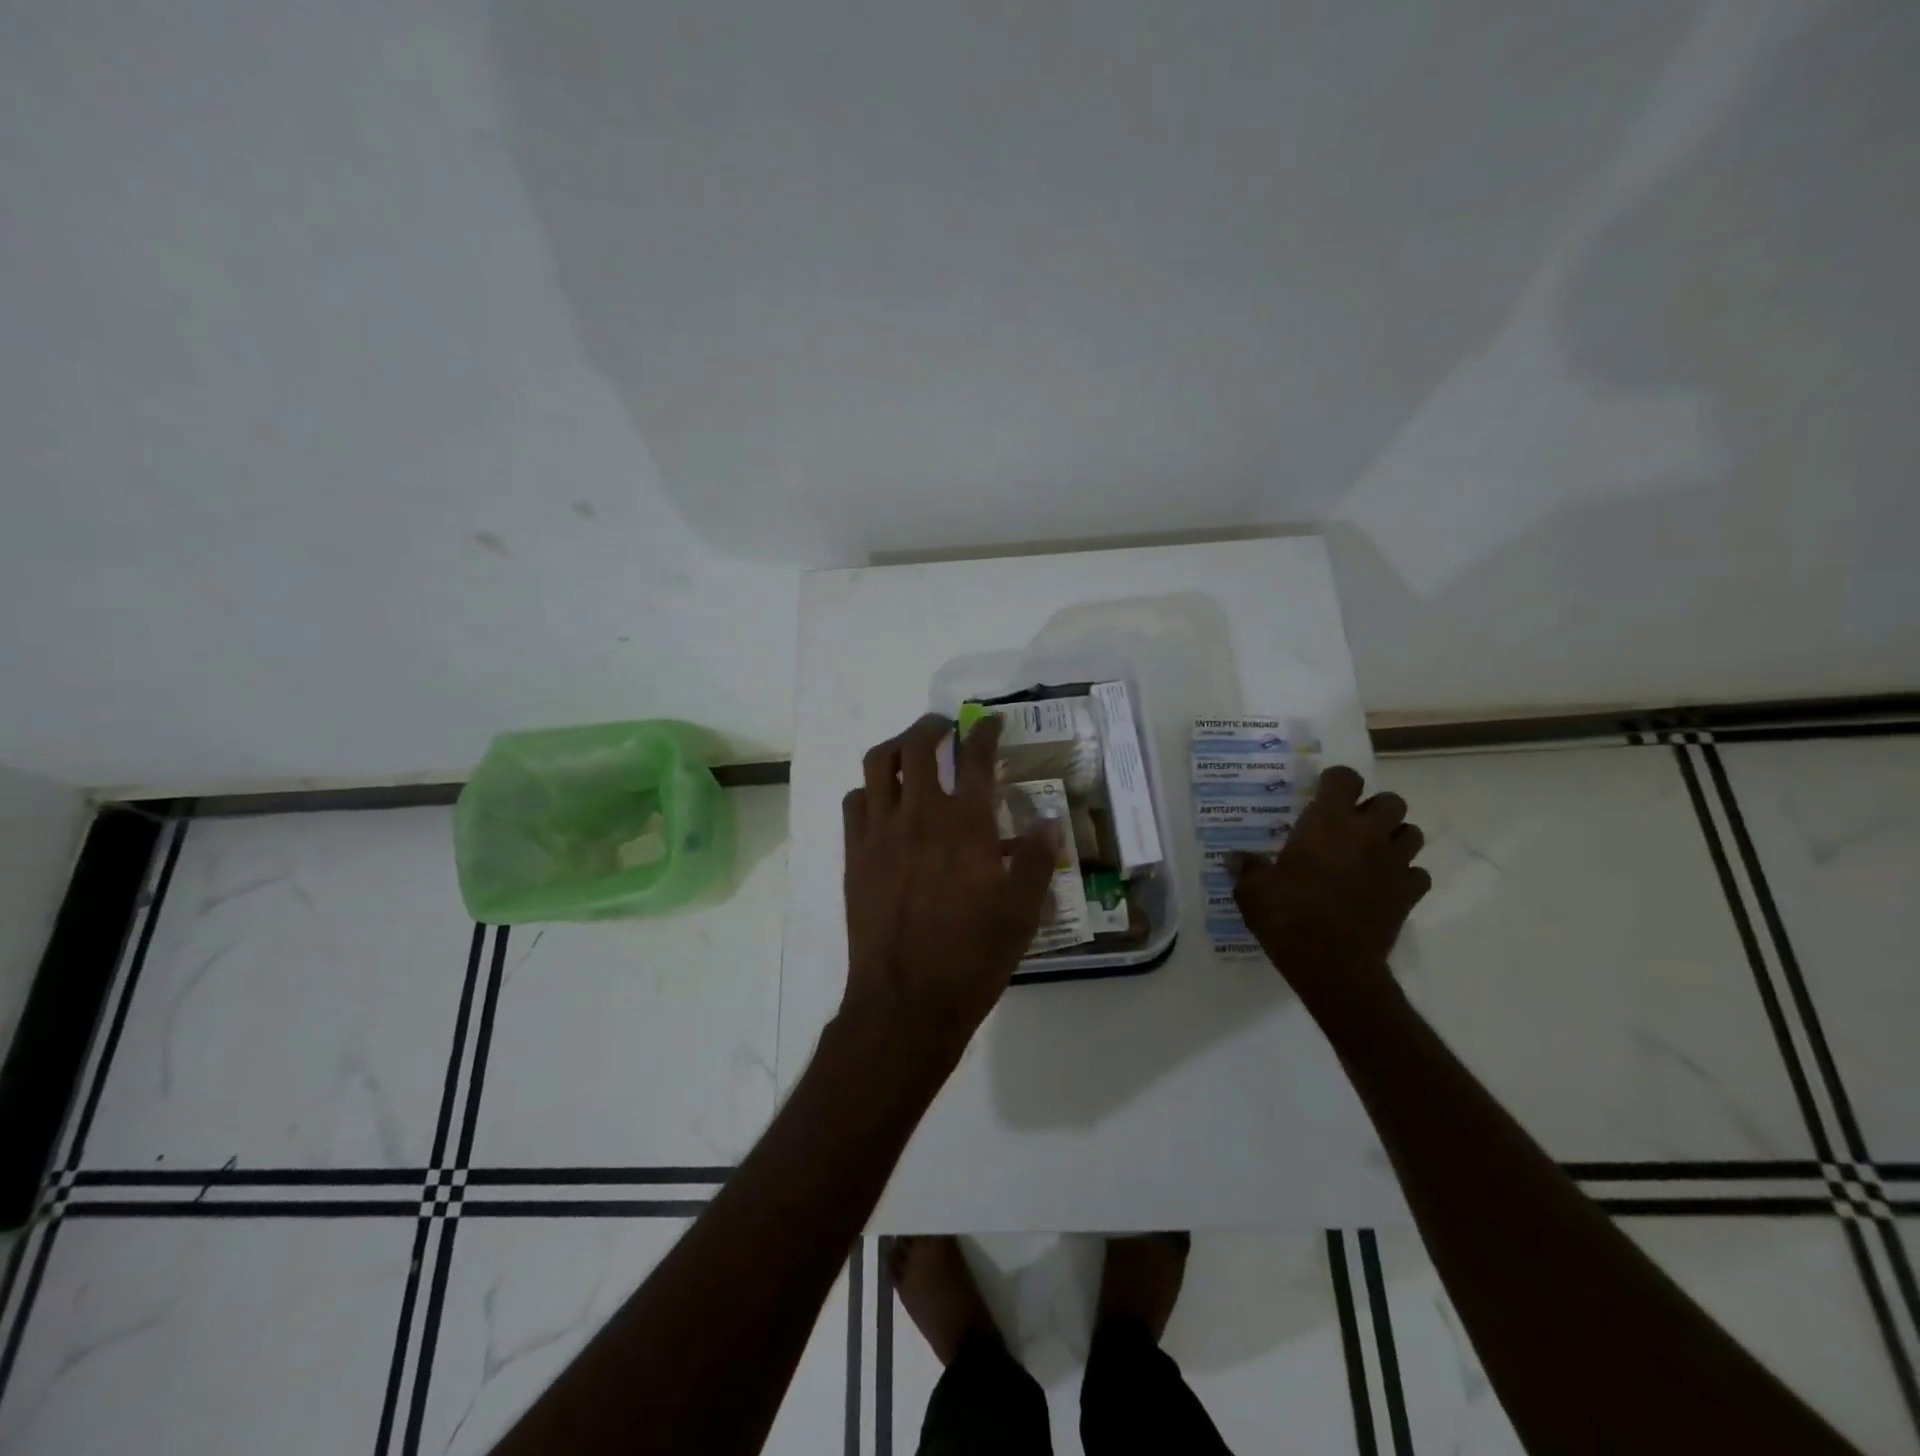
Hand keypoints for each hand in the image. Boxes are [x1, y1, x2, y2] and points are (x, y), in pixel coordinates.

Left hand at [840, 714, 1055, 1057]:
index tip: (990, 722)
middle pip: (917, 746)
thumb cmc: (972, 957)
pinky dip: (869, 789)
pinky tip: (882, 802)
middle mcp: (919, 815)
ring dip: (895, 747)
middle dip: (932, 726)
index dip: (984, 731)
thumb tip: (1049, 825)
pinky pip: (854, 803)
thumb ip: (1038, 862)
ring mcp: (879, 833)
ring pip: (877, 765)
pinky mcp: (854, 856)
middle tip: (945, 728)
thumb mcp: (1022, 913)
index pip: (975, 757)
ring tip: (909, 752)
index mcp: (965, 824)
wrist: (905, 1001)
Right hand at [1232, 765, 1430, 1005]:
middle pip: (1392, 801)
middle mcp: (1367, 834)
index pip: (1345, 778)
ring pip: (1412, 833)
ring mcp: (1394, 864)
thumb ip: (1246, 868)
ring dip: (1394, 837)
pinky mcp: (1409, 894)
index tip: (1321, 793)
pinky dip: (1404, 875)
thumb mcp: (1253, 891)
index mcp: (1328, 823)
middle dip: (1375, 808)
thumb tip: (1234, 858)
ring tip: (1371, 852)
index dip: (1335, 781)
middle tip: (1351, 825)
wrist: (1334, 966)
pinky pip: (1418, 873)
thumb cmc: (1288, 917)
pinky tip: (1384, 885)